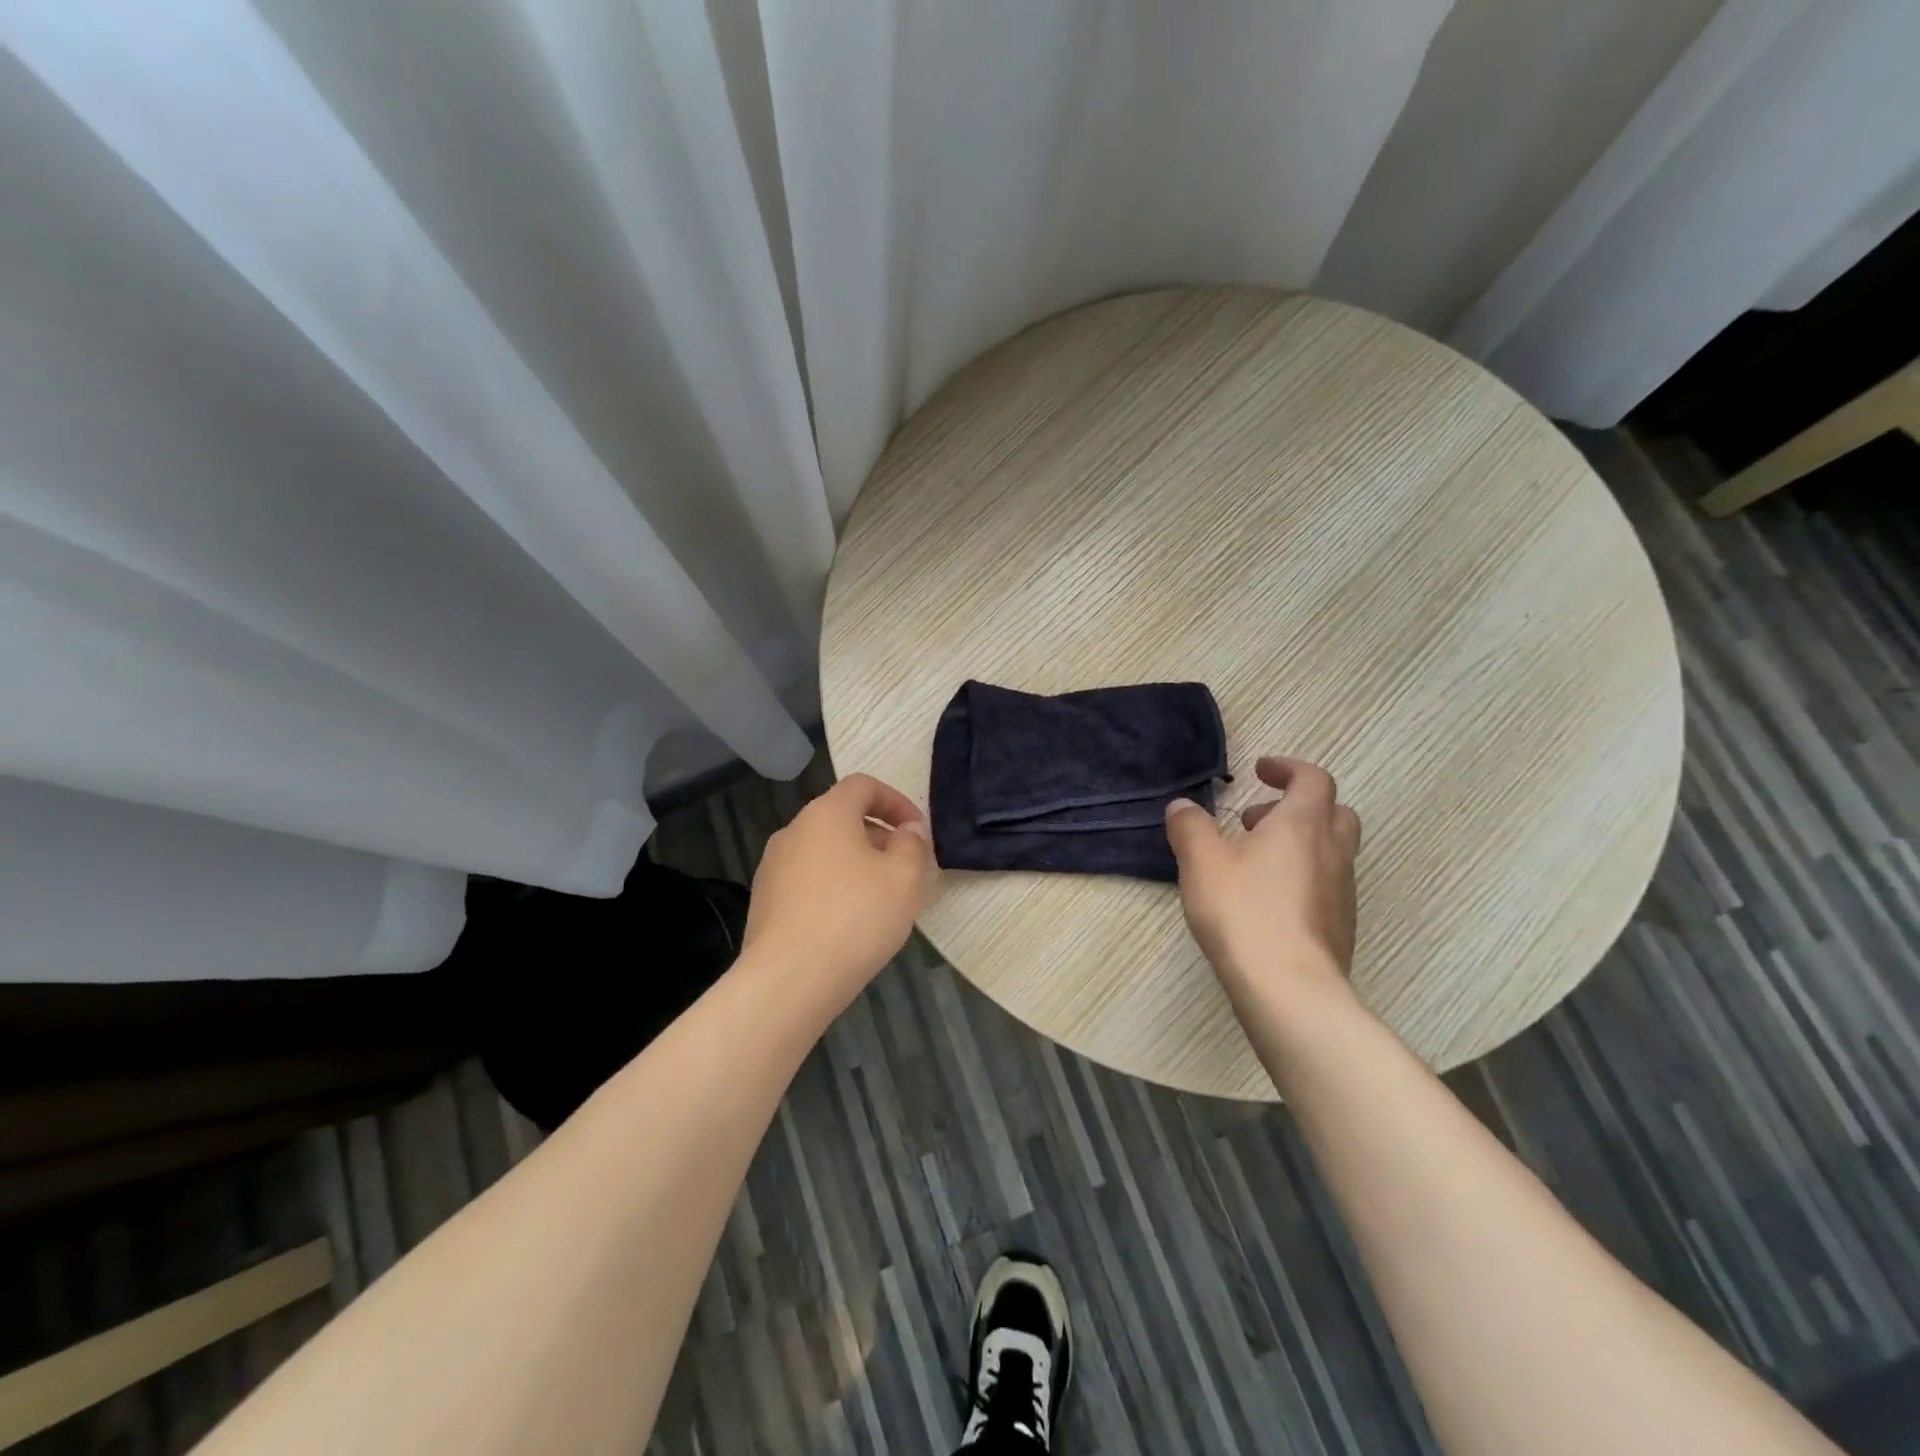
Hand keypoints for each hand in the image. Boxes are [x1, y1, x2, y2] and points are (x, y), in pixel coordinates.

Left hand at [743, 773, 937, 995]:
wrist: (788, 980)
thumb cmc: (854, 918)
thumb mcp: (905, 879)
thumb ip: (914, 845)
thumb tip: (908, 831)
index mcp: (826, 814)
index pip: (863, 785)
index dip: (896, 801)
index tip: (917, 831)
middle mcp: (794, 831)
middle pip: (842, 818)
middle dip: (879, 837)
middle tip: (906, 869)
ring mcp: (773, 867)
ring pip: (824, 852)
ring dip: (856, 864)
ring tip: (881, 899)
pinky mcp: (764, 901)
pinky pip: (808, 881)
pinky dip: (833, 888)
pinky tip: (849, 924)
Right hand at [1166, 756, 1361, 1000]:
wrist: (1289, 988)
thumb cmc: (1244, 912)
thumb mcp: (1201, 862)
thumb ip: (1190, 827)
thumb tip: (1182, 806)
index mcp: (1302, 825)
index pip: (1313, 779)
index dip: (1288, 768)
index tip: (1260, 770)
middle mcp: (1332, 852)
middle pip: (1334, 812)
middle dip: (1297, 806)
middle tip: (1256, 819)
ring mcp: (1342, 891)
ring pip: (1331, 850)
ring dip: (1298, 843)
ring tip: (1251, 862)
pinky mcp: (1340, 926)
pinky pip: (1326, 885)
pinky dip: (1301, 877)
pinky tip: (1265, 901)